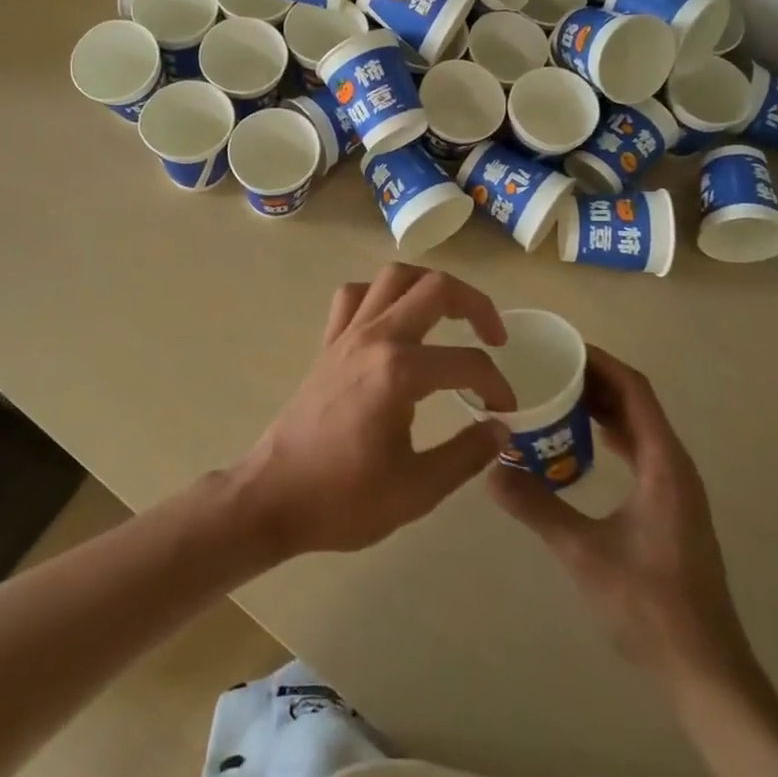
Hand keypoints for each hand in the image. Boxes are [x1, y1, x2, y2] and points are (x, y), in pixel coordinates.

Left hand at [231, 266, 515, 557]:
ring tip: (450, 314)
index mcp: (400, 372)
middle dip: (476, 305)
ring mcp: (347, 335)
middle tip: (495, 337)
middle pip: (435, 288)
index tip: (504, 412)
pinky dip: (381, 295)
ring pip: (394, 277)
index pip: (467, 362)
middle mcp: (375, 338)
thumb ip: (467, 454)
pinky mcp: (329, 343)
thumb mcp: (417, 490)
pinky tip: (395, 320)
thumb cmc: (343, 499)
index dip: (496, 385)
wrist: (273, 497)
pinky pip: (355, 295)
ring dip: (429, 286)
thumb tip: (502, 430)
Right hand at [488, 346, 753, 684]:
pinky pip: (638, 453)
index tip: (561, 348)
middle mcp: (675, 466)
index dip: (601, 363)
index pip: (635, 390)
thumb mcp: (585, 553)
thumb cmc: (650, 606)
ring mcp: (676, 489)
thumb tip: (489, 469)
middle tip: (547, 369)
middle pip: (637, 403)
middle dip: (595, 381)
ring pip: (638, 429)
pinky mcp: (670, 509)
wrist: (706, 670)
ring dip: (603, 408)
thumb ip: (537, 507)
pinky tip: (578, 447)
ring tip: (556, 397)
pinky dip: (610, 436)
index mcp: (664, 464)